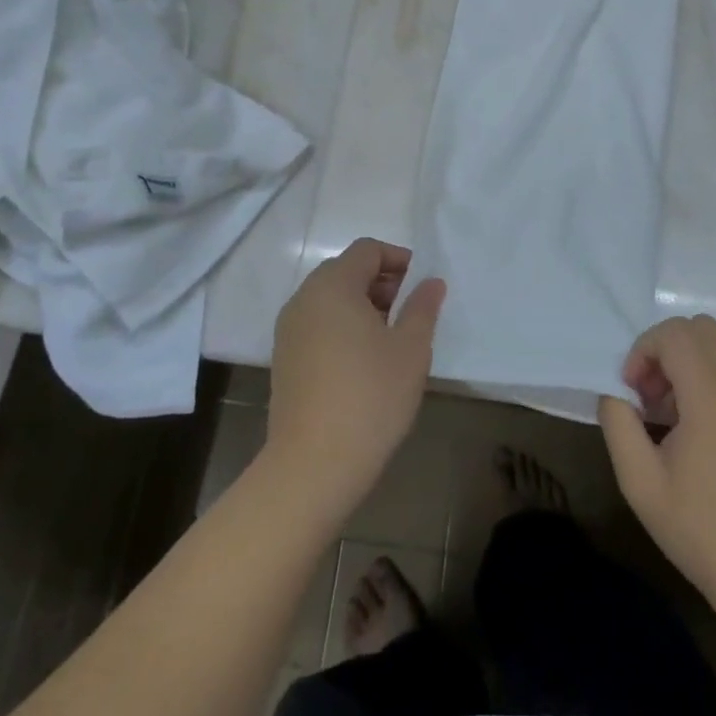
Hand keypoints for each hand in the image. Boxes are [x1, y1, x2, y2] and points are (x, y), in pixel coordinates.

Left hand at [266, 238, 445, 518]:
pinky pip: (317, 324)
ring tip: (390, 338)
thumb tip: (431, 282)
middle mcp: (304, 298)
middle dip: (381, 282)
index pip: (367, 250)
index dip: (398, 259)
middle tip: (409, 311)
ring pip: (330, 299)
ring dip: (361, 305)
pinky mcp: (284, 358)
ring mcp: (289, 329)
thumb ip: (422, 307)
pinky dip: (341, 326)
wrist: (312, 465)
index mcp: (333, 285)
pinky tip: (362, 362)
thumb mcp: (411, 349)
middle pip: (346, 270)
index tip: (421, 286)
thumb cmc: (370, 396)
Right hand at [599, 315, 715, 597]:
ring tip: (671, 413)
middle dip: (665, 349)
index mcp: (714, 400)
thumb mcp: (640, 484)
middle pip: (701, 328)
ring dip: (688, 363)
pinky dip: (710, 380)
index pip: (676, 334)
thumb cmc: (703, 533)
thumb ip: (618, 425)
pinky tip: (698, 430)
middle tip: (650, 394)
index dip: (643, 349)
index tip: (631, 391)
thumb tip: (616, 396)